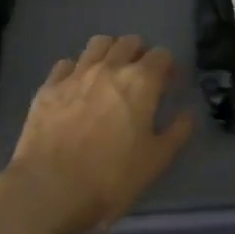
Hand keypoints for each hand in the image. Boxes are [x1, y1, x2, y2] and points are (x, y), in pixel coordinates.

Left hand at [1, 34, 195, 233]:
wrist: (50, 190)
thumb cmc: (111, 178)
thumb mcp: (156, 161)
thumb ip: (177, 132)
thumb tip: (186, 114)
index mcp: (140, 82)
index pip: (161, 54)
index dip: (167, 67)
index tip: (167, 84)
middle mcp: (109, 68)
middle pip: (129, 42)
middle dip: (139, 53)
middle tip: (140, 78)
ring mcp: (75, 74)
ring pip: (97, 44)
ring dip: (109, 52)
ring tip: (109, 75)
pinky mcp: (48, 87)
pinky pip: (66, 64)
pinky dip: (76, 70)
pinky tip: (76, 90)